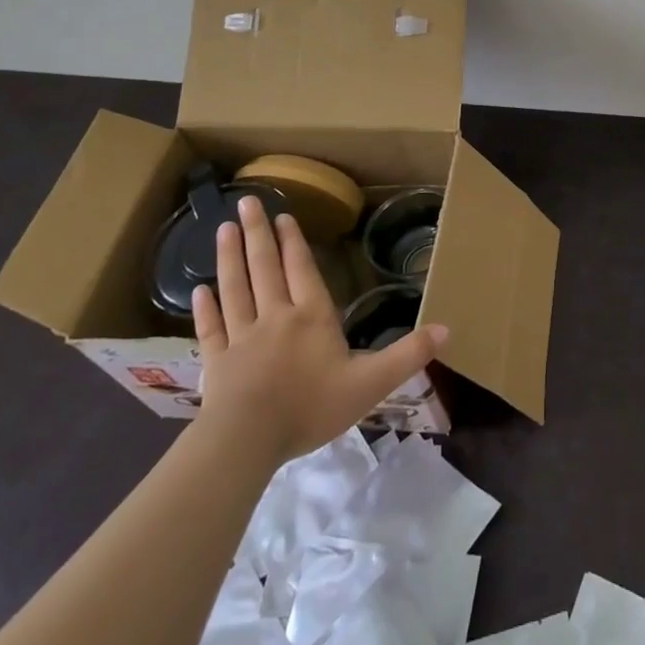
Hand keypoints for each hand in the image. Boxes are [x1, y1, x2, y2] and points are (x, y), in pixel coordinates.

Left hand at [192, 196, 446, 466]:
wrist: (247, 442)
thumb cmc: (311, 407)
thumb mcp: (372, 383)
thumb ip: (408, 355)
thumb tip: (447, 329)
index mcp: (312, 317)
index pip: (302, 270)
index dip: (293, 242)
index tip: (283, 215)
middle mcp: (275, 316)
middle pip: (265, 267)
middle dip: (258, 233)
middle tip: (246, 203)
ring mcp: (241, 338)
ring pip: (235, 288)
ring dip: (229, 258)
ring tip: (223, 229)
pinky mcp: (216, 362)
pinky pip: (211, 328)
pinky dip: (204, 308)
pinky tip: (197, 291)